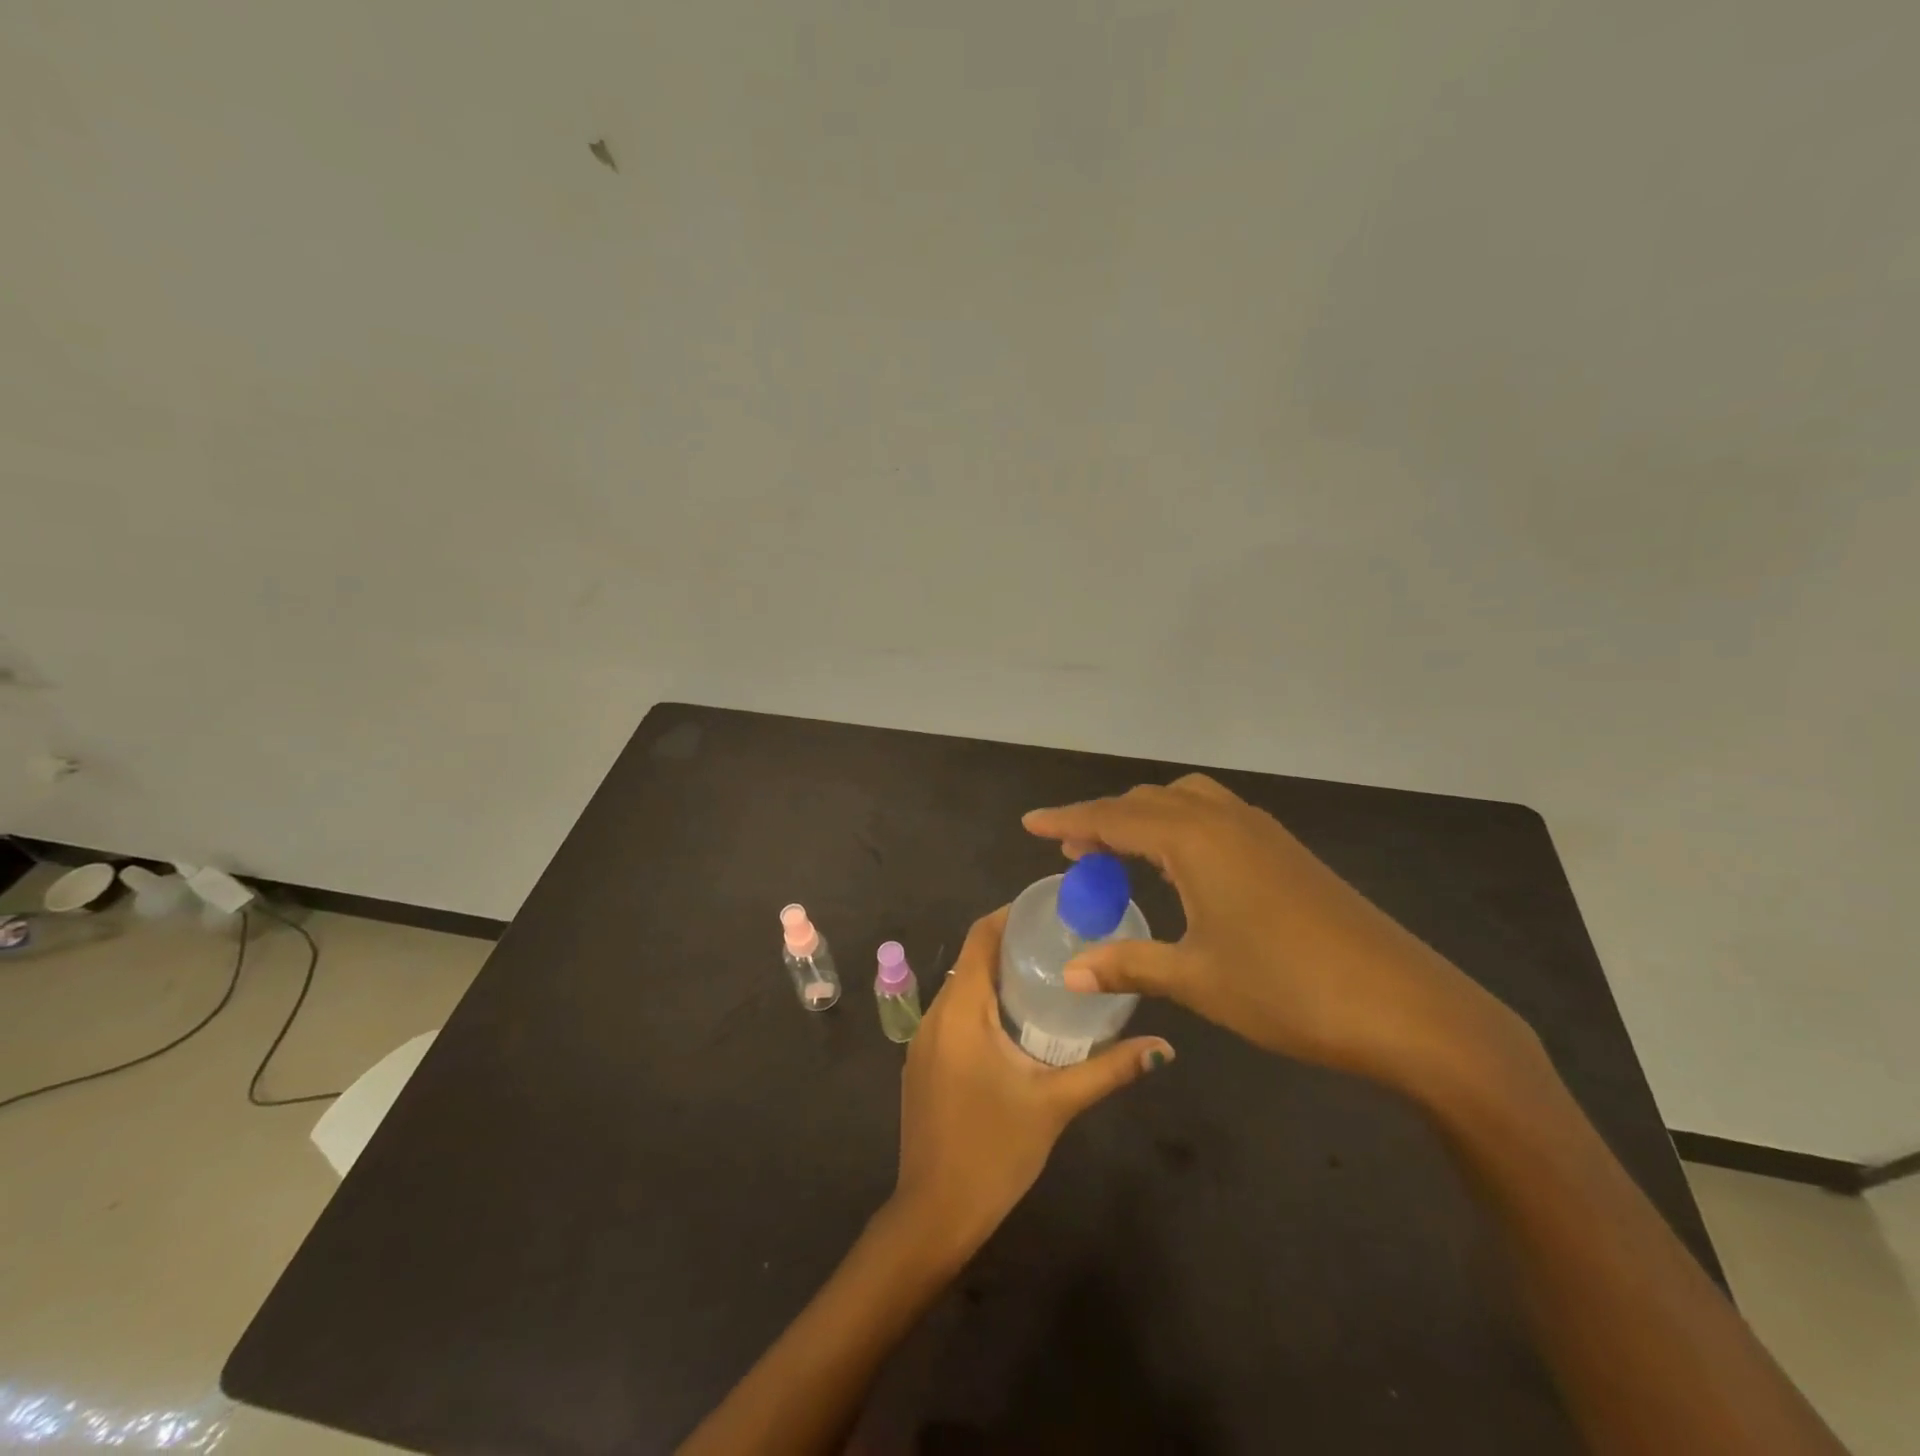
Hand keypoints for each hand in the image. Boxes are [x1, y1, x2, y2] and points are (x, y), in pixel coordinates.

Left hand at [891, 906, 1172, 1259]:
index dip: (1012, 915)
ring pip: (963, 988)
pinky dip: (984, 1004)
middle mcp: (935, 1014)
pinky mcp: (923, 1063)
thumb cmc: (994, 1151)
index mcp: (961, 1010)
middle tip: (1064, 943)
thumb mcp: (1056, 1104)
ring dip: (999, 977)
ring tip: (1049, 976)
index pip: (980, 937)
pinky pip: (955, 1014)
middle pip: (973, 959)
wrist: (934, 1213)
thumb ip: (1109, 1070)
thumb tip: (1163, 1048)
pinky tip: (1018, 1023)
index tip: (1052, 910)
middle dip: (1014, 945)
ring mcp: (923, 1040)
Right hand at [1023, 775, 1527, 1090]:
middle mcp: (1225, 821)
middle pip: (1147, 802)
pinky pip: (1216, 818)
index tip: (1029, 823)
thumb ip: (1128, 964)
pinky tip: (1181, 867)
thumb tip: (1071, 972)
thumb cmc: (1287, 989)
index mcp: (1195, 840)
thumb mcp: (1197, 979)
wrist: (1405, 1007)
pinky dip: (1181, 828)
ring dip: (1145, 819)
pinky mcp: (1287, 852)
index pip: (1112, 818)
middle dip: (1103, 819)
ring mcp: (1262, 833)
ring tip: (1120, 854)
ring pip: (1186, 802)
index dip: (1066, 820)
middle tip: (1072, 852)